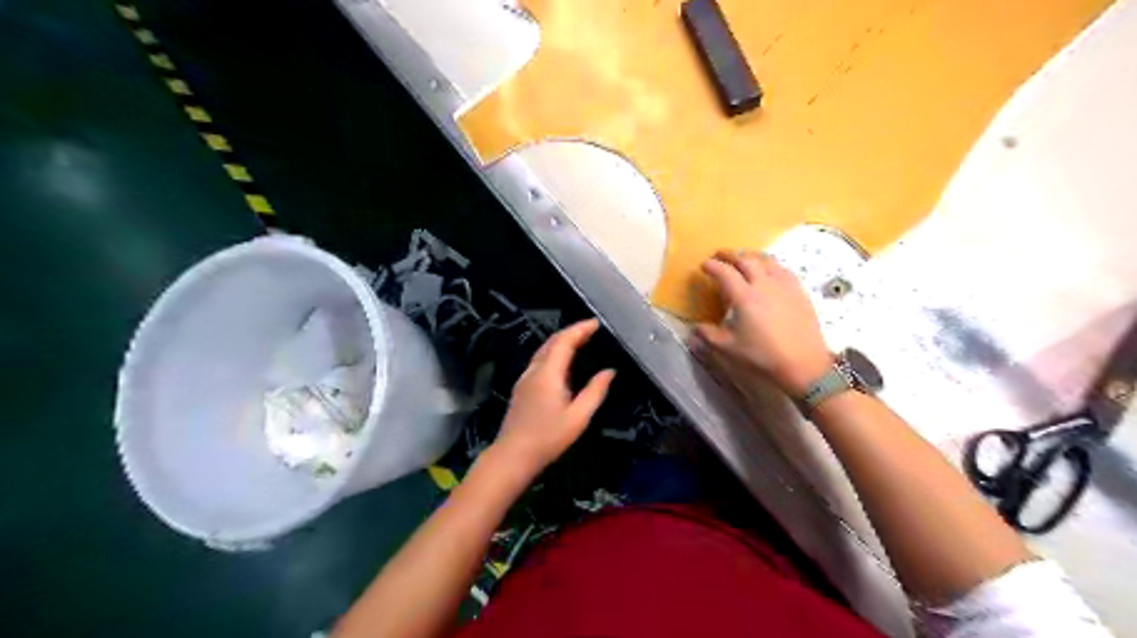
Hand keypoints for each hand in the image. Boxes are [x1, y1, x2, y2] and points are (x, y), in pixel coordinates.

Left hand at [493, 319, 617, 476]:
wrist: (513, 455)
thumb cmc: (548, 437)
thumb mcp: (578, 417)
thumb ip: (595, 392)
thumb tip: (609, 371)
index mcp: (548, 373)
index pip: (564, 341)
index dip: (580, 329)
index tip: (596, 323)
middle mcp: (534, 370)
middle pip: (552, 342)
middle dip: (571, 332)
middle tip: (591, 330)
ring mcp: (525, 379)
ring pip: (543, 351)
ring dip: (561, 342)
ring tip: (580, 342)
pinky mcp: (522, 388)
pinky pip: (539, 361)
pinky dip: (554, 353)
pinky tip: (562, 363)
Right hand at [692, 252, 826, 396]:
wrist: (804, 365)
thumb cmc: (763, 357)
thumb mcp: (729, 349)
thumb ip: (708, 335)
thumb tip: (694, 328)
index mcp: (744, 296)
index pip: (725, 272)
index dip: (712, 266)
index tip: (704, 265)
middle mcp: (764, 284)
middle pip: (746, 259)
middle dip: (730, 255)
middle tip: (720, 255)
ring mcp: (784, 286)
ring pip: (766, 260)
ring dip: (751, 256)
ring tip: (743, 258)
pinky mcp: (799, 292)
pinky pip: (782, 269)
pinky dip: (770, 265)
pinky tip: (769, 271)